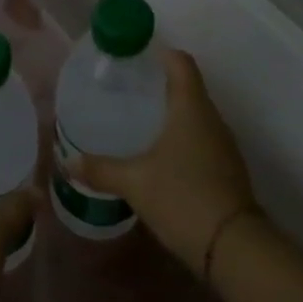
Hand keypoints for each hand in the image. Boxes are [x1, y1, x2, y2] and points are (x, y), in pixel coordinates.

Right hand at [64, 49, 259, 275]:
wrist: (234, 248)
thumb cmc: (183, 197)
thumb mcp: (134, 182)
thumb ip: (101, 168)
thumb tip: (68, 161)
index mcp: (191, 108)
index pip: (181, 63)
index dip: (159, 53)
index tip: (133, 55)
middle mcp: (211, 119)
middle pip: (187, 87)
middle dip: (157, 84)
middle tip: (123, 89)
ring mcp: (222, 146)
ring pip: (193, 116)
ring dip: (168, 113)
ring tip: (134, 119)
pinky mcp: (225, 170)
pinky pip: (199, 139)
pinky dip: (178, 138)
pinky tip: (155, 154)